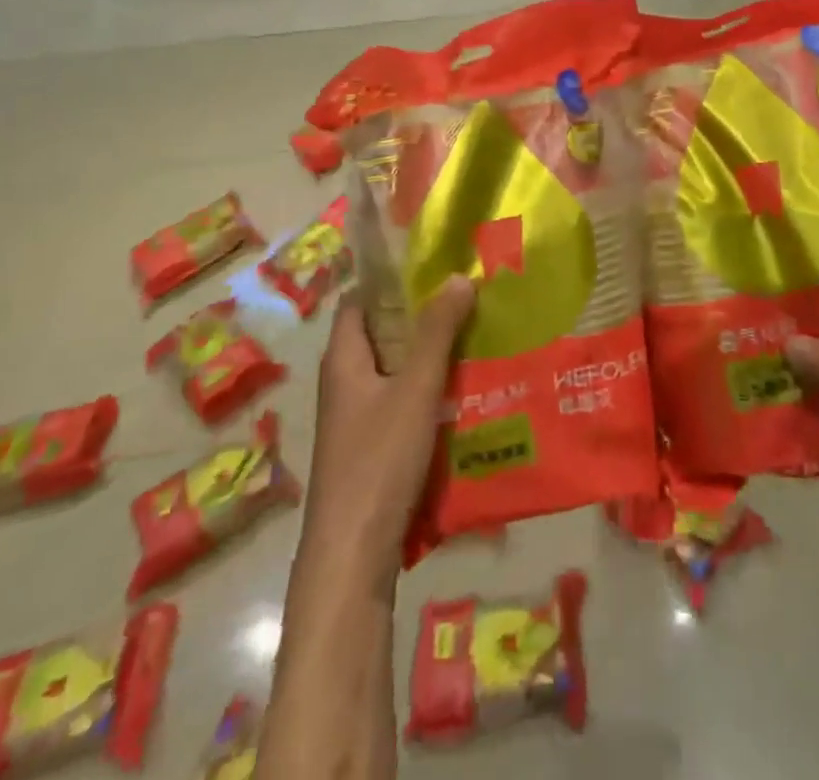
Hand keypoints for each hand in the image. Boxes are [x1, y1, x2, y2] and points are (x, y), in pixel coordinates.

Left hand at [300, 276, 475, 579]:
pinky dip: (426, 389)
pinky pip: (400, 401)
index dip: (389, 280)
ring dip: (427, 353)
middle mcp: (345, 382)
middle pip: (380, 334)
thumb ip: (437, 333)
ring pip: (393, 370)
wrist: (351, 556)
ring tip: (474, 335)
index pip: (358, 301)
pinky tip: (462, 391)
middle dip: (420, 315)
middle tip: (466, 297)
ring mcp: (356, 418)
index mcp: (344, 359)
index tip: (432, 264)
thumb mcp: (415, 389)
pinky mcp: (370, 447)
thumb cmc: (378, 460)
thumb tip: (458, 276)